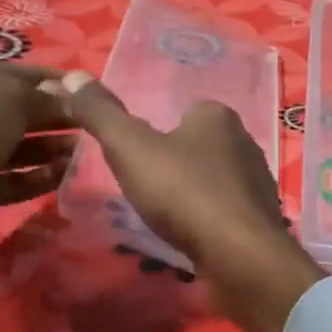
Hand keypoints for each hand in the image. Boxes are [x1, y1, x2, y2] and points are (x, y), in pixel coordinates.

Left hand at [0, 64, 73, 289]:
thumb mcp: (9, 97)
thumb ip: (45, 96)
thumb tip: (72, 97)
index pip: (12, 73)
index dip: (51, 80)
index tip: (88, 89)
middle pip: (16, 112)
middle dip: (54, 116)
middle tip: (92, 122)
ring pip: (16, 148)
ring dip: (50, 148)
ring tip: (84, 150)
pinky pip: (12, 180)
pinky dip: (38, 177)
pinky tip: (66, 174)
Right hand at [53, 71, 322, 331]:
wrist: (240, 255)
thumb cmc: (184, 192)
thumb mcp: (130, 148)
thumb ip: (101, 114)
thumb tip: (71, 76)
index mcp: (219, 117)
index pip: (184, 112)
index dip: (156, 135)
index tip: (135, 159)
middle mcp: (245, 142)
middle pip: (197, 148)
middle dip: (171, 168)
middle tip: (144, 192)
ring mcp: (256, 182)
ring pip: (210, 183)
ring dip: (188, 199)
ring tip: (162, 220)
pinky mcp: (260, 219)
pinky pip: (223, 213)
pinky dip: (205, 223)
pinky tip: (189, 239)